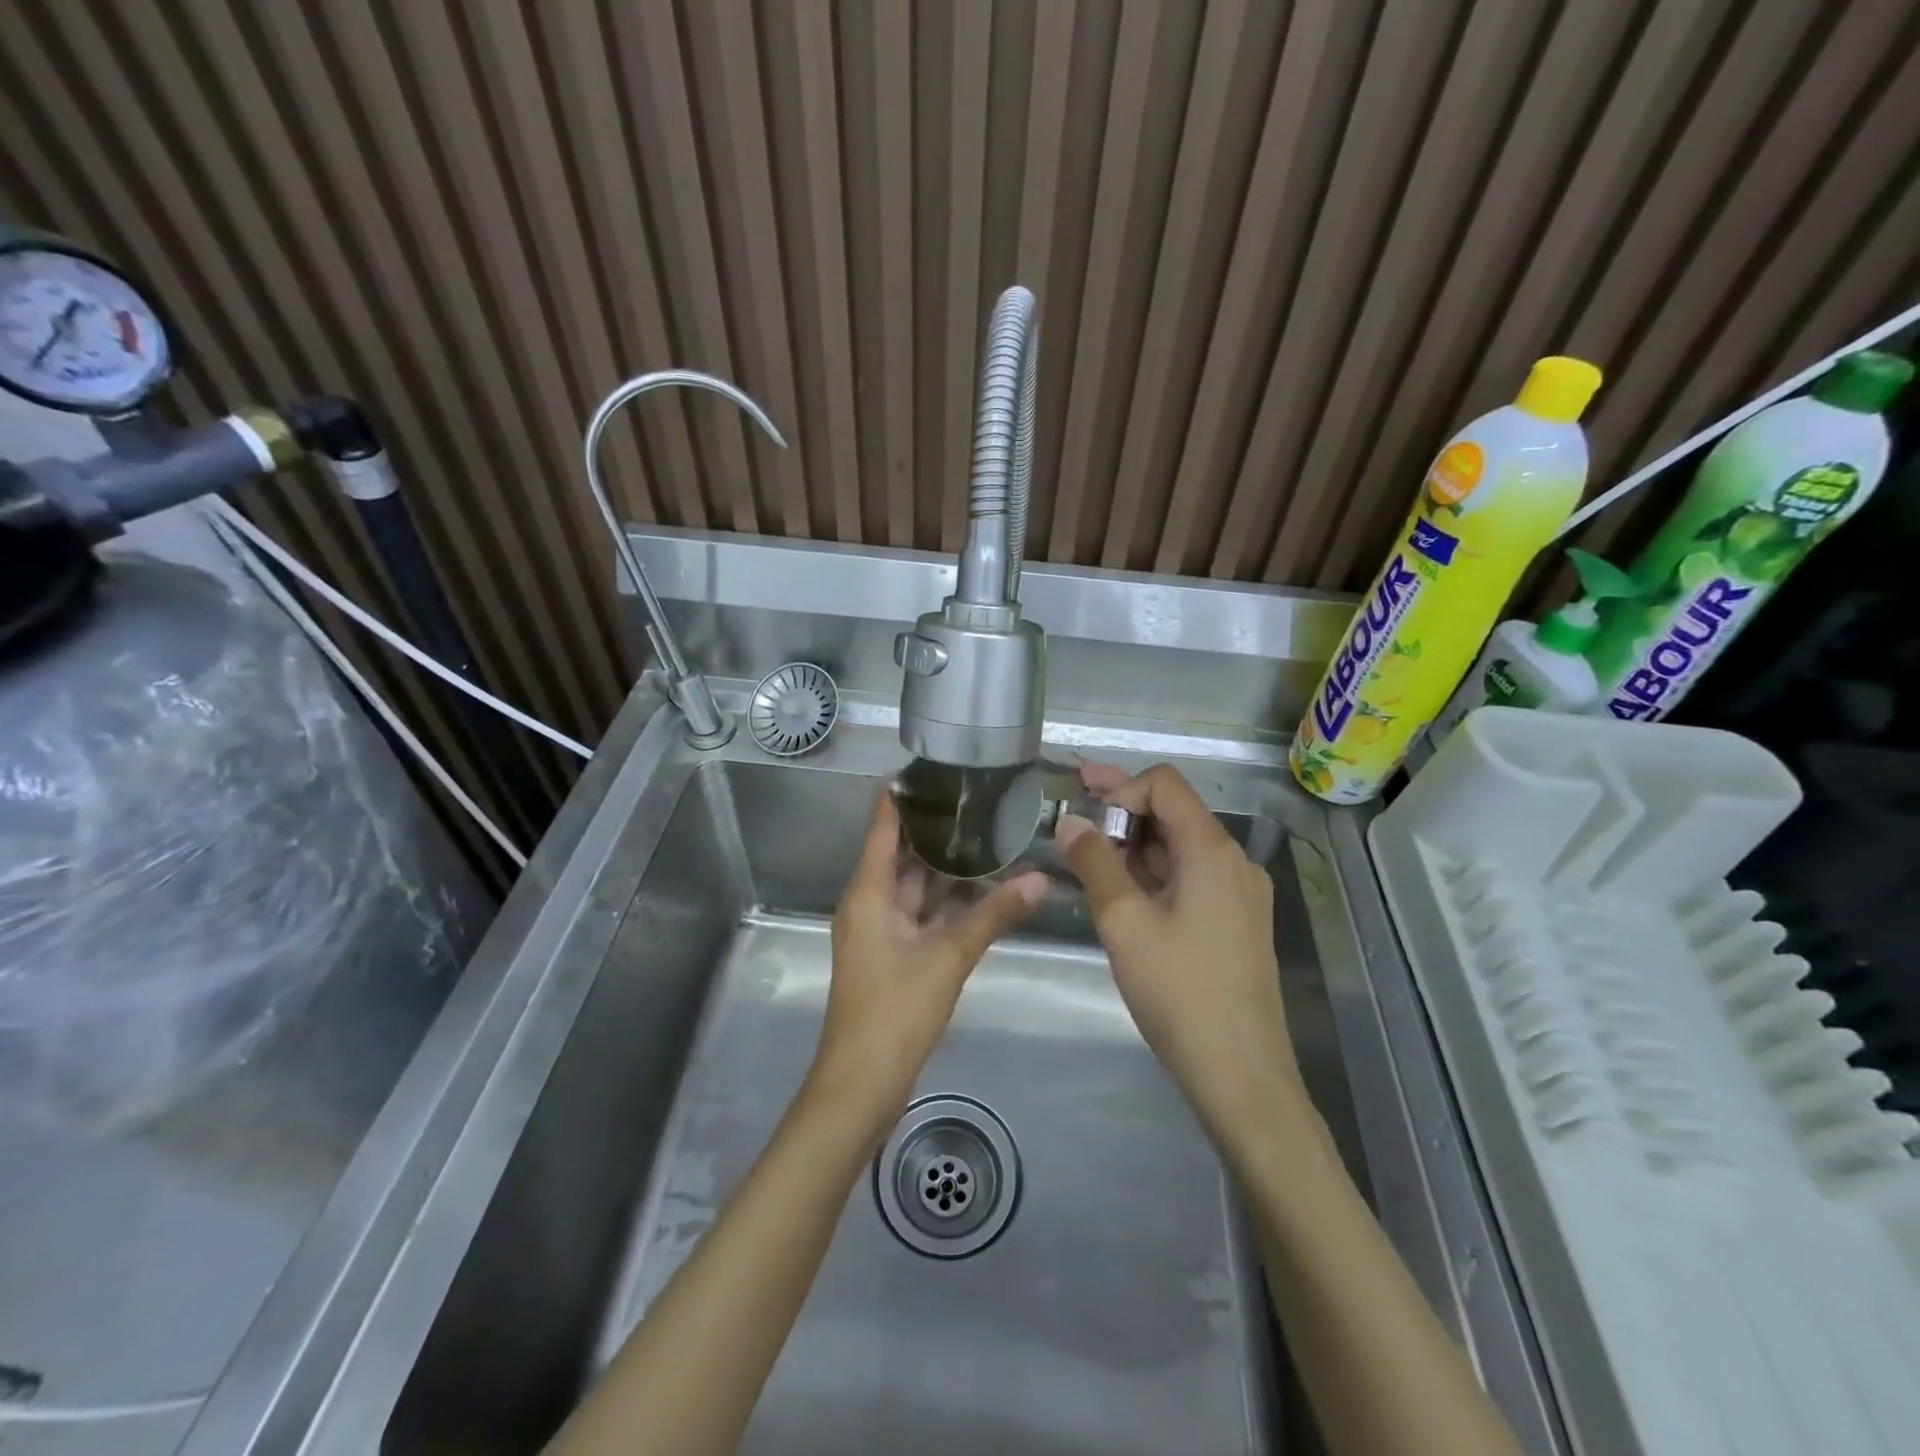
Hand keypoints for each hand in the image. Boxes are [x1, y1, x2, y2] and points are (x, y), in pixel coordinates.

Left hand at [809, 789, 1045, 1129]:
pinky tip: (976, 888)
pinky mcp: (891, 953)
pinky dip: (943, 898)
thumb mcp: (949, 957)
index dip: (900, 795)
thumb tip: (1040, 877)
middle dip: (932, 827)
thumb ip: (995, 914)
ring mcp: (879, 929)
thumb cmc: (895, 1010)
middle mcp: (868, 902)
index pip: (882, 826)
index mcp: (868, 892)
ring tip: (983, 833)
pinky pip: (918, 911)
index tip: (930, 766)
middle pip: (898, 852)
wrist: (862, 1082)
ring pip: (912, 884)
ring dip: (942, 865)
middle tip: (974, 796)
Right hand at [1056, 764, 1305, 1147]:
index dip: (1120, 787)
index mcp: (1212, 850)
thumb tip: (1069, 821)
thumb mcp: (1124, 923)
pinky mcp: (1237, 923)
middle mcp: (1234, 862)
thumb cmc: (1180, 993)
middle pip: (1174, 813)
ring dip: (1134, 845)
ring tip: (1088, 856)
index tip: (1081, 809)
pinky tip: (1122, 892)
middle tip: (1072, 812)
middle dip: (1121, 809)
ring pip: (1180, 848)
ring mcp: (1240, 894)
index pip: (1164, 786)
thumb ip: (1094, 863)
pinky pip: (1191, 878)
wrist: (1243, 1075)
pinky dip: (1153, 873)